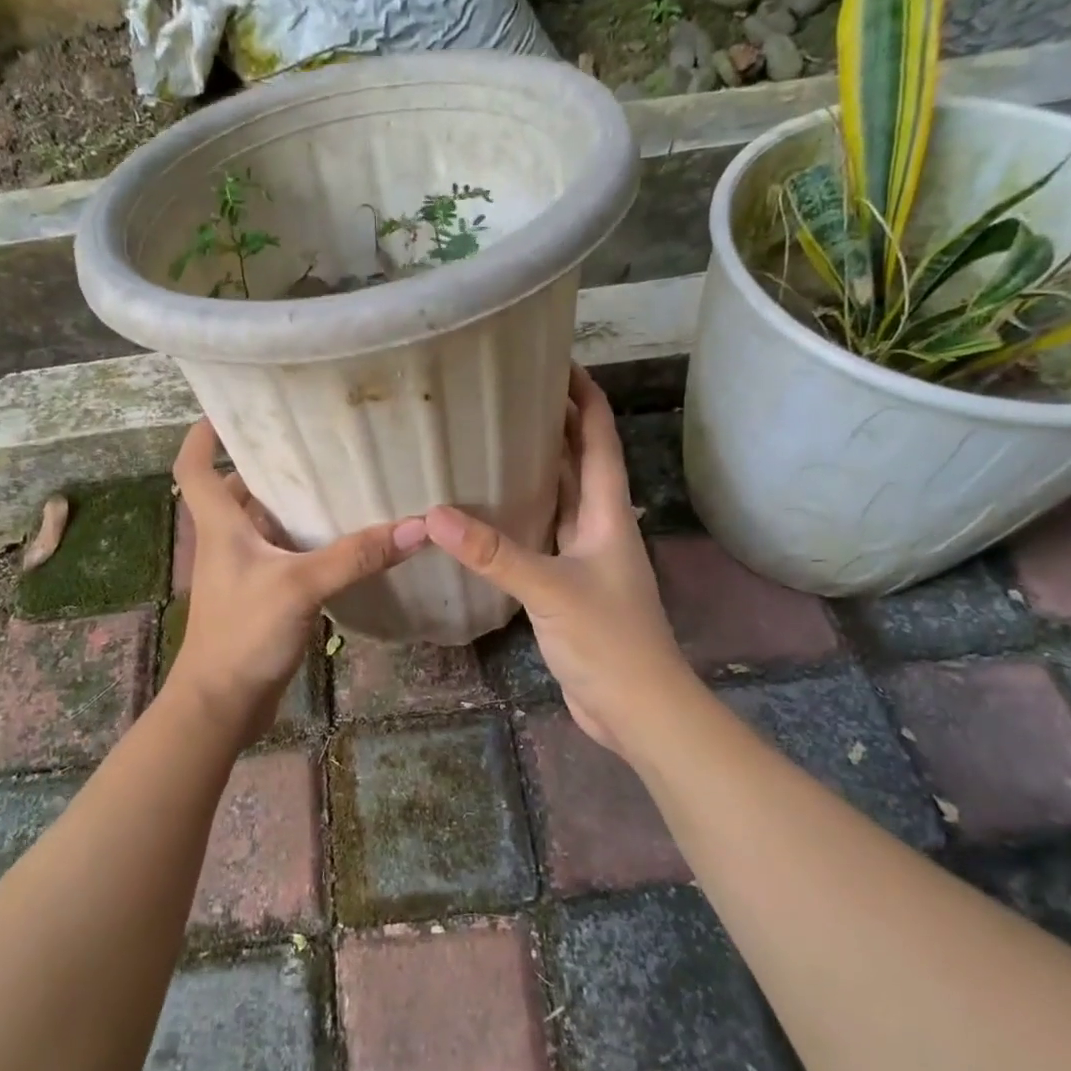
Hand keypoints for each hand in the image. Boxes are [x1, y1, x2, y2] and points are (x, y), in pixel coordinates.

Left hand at [169, 420, 426, 740]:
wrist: (222, 704)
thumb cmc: (244, 634)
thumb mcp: (300, 586)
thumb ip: (355, 556)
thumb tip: (416, 527)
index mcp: (221, 526)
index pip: (195, 467)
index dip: (205, 434)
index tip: (229, 408)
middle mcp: (226, 542)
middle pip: (234, 491)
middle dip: (263, 465)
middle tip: (308, 442)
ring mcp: (242, 572)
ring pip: (262, 524)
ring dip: (288, 504)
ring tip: (333, 482)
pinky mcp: (259, 597)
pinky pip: (281, 556)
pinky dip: (303, 543)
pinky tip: (340, 542)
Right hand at [424, 365, 686, 757]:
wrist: (637, 708)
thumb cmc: (608, 640)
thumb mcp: (550, 589)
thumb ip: (494, 553)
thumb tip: (433, 515)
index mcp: (606, 512)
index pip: (599, 437)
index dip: (584, 396)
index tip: (554, 361)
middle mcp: (598, 526)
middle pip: (578, 461)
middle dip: (553, 424)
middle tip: (506, 396)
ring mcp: (584, 557)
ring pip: (559, 499)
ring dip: (535, 469)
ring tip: (491, 440)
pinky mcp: (567, 586)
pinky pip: (542, 536)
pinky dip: (520, 517)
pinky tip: (488, 513)